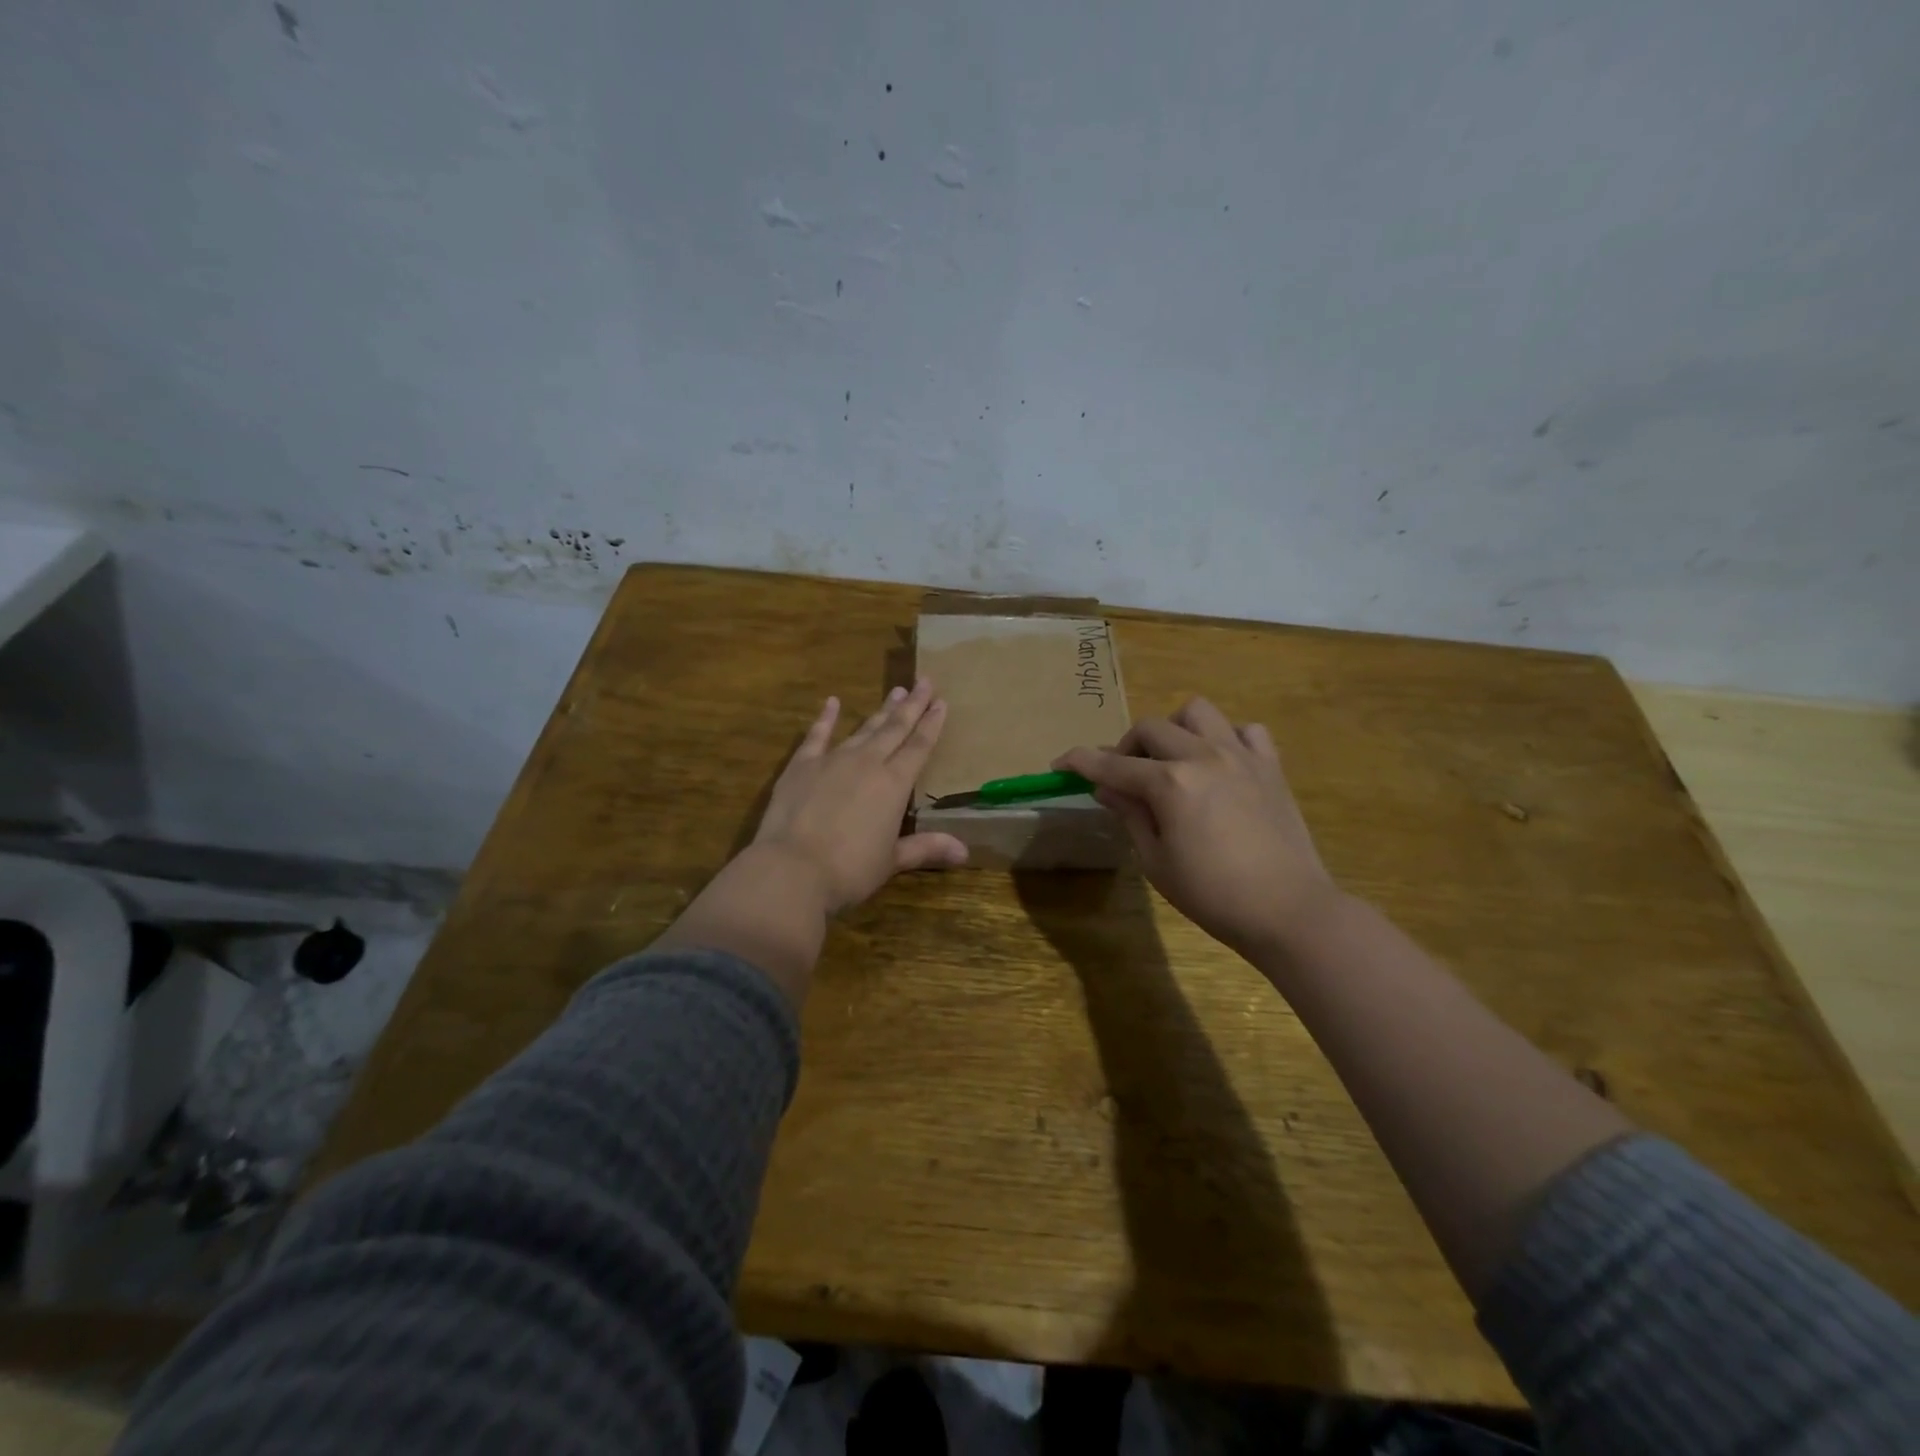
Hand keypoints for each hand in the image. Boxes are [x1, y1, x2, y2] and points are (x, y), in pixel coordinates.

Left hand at [752, 676, 967, 914]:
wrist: (791, 869)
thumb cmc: (849, 870)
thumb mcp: (891, 861)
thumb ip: (926, 848)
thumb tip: (965, 853)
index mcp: (894, 784)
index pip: (919, 747)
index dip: (932, 724)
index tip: (941, 702)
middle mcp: (867, 763)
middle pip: (895, 729)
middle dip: (912, 705)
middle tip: (924, 681)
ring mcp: (832, 760)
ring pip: (863, 728)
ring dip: (880, 710)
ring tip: (895, 691)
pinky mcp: (801, 766)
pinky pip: (817, 735)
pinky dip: (825, 718)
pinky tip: (832, 702)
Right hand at [1055, 697, 1338, 956]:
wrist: (1288, 910)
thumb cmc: (1213, 895)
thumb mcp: (1156, 861)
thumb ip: (1130, 815)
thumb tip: (1106, 788)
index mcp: (1170, 783)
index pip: (1111, 764)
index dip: (1080, 762)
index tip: (1060, 763)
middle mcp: (1203, 756)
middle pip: (1150, 727)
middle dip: (1126, 747)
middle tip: (1125, 778)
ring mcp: (1241, 755)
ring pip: (1197, 712)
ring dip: (1175, 729)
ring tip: (1174, 760)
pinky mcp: (1270, 766)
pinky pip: (1246, 731)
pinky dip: (1227, 739)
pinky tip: (1221, 765)